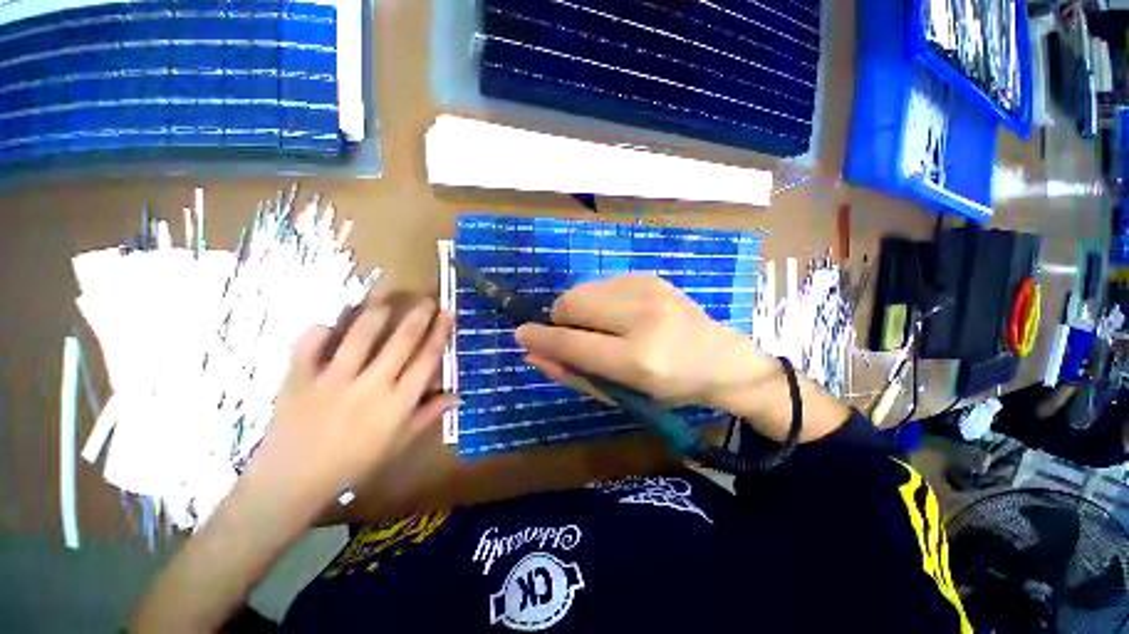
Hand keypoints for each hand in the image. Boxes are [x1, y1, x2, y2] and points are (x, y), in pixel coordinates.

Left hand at [248, 297, 455, 518]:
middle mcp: (371, 386)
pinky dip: (318, 330)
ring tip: (387, 299)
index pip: (426, 359)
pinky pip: (308, 346)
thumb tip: (457, 396)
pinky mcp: (300, 379)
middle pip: (401, 342)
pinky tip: (329, 321)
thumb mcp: (399, 442)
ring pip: (360, 336)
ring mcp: (333, 380)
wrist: (294, 481)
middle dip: (417, 316)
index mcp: (398, 402)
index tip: (447, 313)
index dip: (439, 333)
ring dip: (377, 313)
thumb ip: (428, 414)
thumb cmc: (355, 462)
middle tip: (426, 298)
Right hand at [514, 275, 774, 409]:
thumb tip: (533, 354)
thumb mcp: (622, 394)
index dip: (540, 338)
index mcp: (639, 358)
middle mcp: (643, 317)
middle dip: (561, 320)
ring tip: (604, 328)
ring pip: (583, 290)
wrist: (722, 360)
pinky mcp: (649, 277)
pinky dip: (599, 301)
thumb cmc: (670, 389)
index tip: (520, 334)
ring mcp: (649, 290)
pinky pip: (602, 285)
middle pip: (572, 303)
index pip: (572, 342)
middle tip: (577, 338)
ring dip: (580, 310)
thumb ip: (574, 374)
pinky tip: (621, 316)